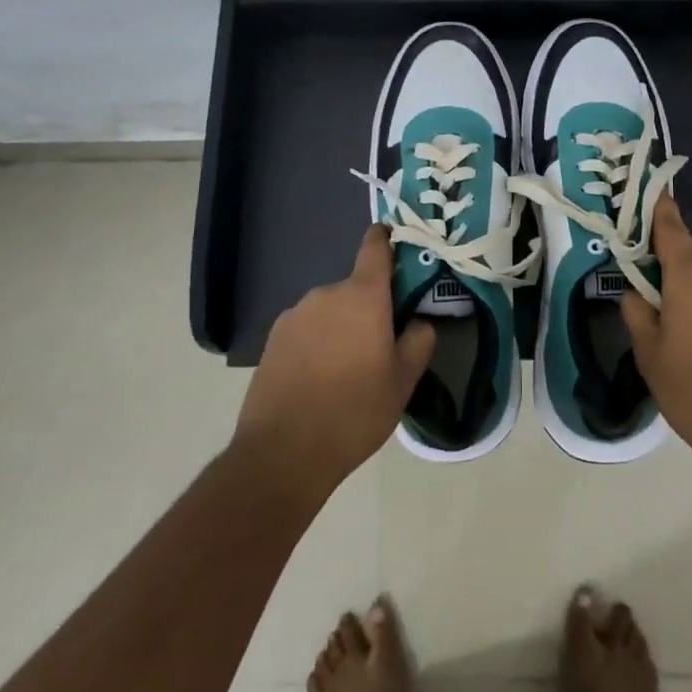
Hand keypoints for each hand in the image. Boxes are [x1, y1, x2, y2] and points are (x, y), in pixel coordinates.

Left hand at [233, 225, 435, 498]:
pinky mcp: (272, 338)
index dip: (386, 239)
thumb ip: (419, 341)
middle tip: (379, 345)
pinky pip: (306, 329)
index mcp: (363, 296)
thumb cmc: (354, 412)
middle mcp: (327, 293)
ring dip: (341, 327)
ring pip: (330, 311)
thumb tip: (418, 321)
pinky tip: (318, 380)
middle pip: (355, 289)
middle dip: (368, 308)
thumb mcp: (403, 382)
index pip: (375, 248)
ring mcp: (295, 314)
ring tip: (345, 371)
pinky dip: (316, 343)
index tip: (394, 240)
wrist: (282, 453)